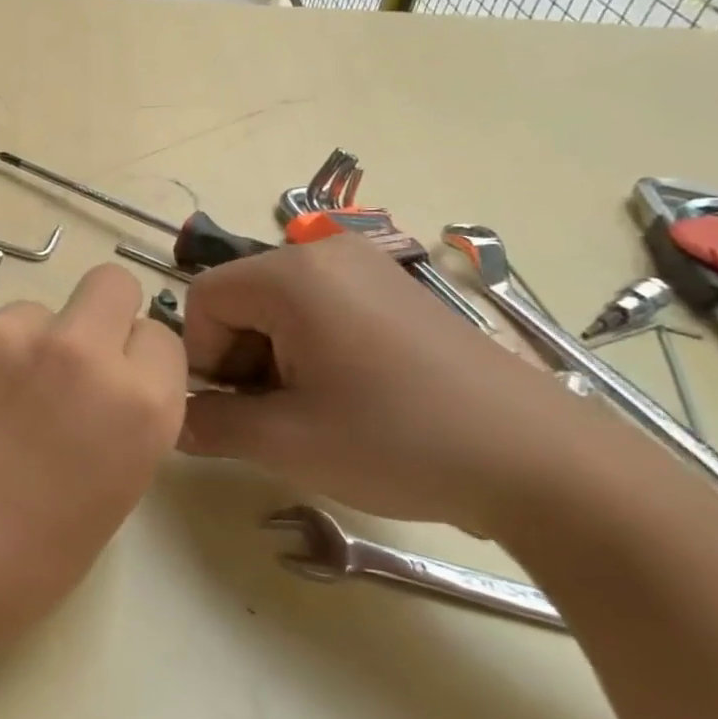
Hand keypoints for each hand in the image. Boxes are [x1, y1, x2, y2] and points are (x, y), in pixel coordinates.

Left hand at [0, 265, 186, 669]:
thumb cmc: (29, 556)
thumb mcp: (112, 489)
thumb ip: (119, 418)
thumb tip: (101, 385)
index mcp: (139, 402)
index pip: (160, 337)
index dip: (135, 359)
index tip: (111, 381)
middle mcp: (81, 350)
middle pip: (110, 283)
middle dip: (97, 311)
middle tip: (64, 357)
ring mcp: (8, 331)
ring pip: (30, 310)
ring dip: (19, 344)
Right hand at [180, 235, 603, 534]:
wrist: (544, 464)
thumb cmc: (399, 441)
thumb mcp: (286, 441)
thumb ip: (210, 425)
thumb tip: (173, 420)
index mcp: (292, 274)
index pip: (204, 299)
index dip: (204, 357)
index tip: (236, 410)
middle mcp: (325, 254)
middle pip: (241, 298)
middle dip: (240, 358)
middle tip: (275, 416)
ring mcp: (367, 268)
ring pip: (279, 306)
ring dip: (275, 358)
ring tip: (313, 412)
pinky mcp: (397, 291)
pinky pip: (322, 308)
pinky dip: (312, 349)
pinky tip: (349, 397)